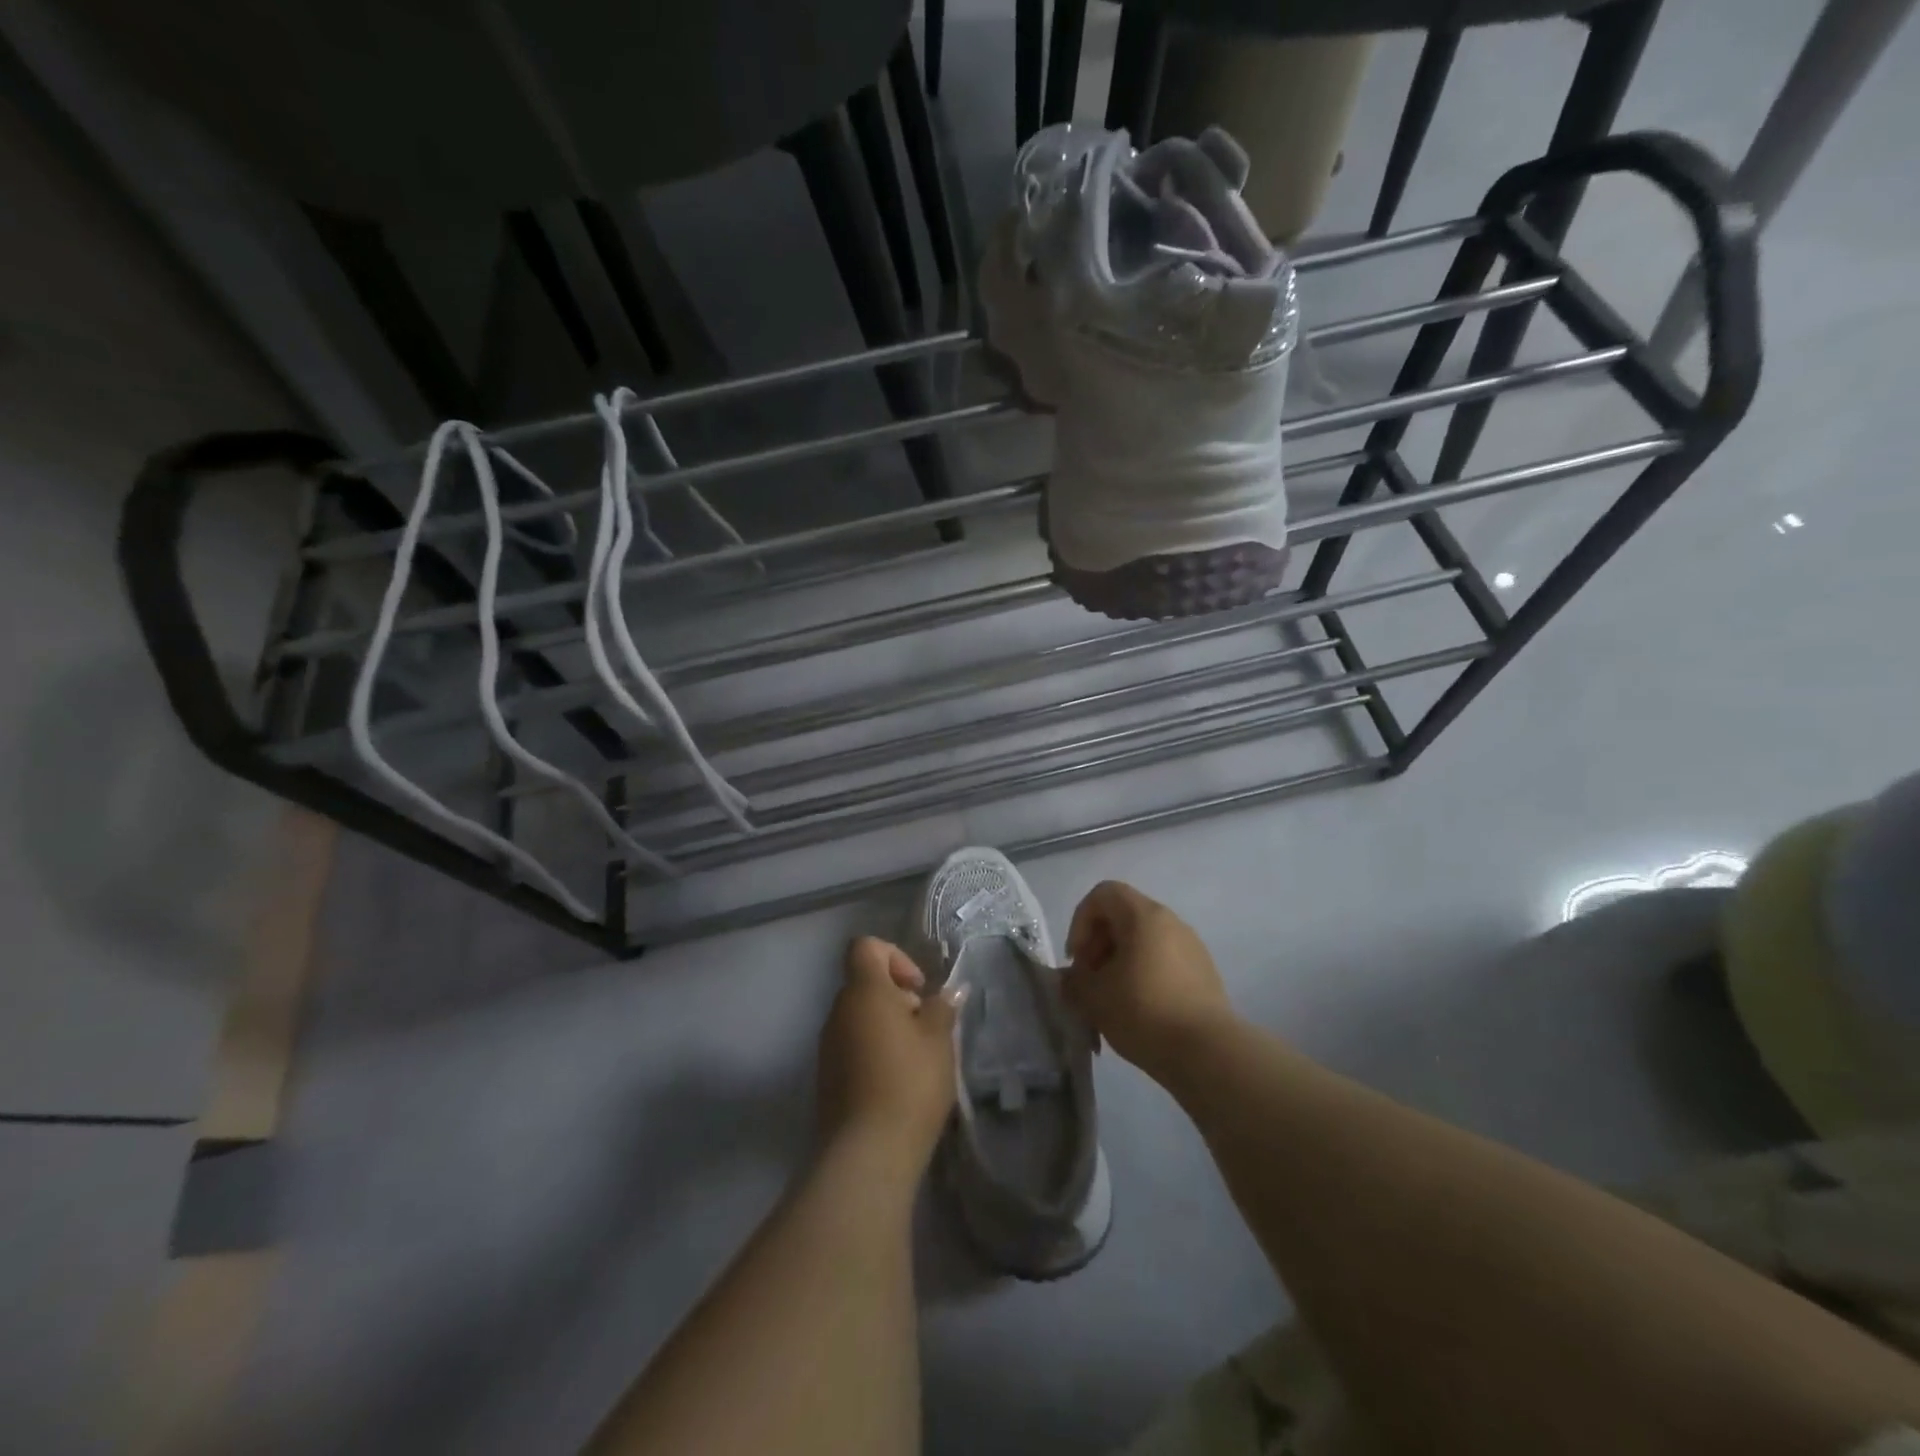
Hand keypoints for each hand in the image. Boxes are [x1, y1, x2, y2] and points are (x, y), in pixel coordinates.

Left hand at [815, 937, 962, 1178]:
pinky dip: (874, 1051)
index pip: (866, 947)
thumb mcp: (939, 1040)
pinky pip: (852, 1046)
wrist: (866, 1153)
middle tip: (926, 1027)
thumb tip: (949, 993)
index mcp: (863, 991)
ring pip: (859, 1017)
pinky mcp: (826, 1076)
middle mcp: (838, 1010)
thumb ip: (943, 1008)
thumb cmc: (909, 1083)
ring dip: (887, 1027)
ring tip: (917, 1059)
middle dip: (897, 997)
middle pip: (865, 984)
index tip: (918, 989)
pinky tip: (898, 1082)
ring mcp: (828, 1045)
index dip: (894, 957)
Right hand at [1063, 881, 1233, 1081]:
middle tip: (1091, 983)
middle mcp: (1171, 921)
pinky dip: (1144, 976)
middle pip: (1123, 917)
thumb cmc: (1144, 1012)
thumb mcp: (1093, 997)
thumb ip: (1073, 981)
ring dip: (1120, 963)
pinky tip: (1140, 1012)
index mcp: (1143, 916)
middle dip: (1099, 946)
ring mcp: (1192, 947)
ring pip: (1144, 941)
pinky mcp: (1205, 973)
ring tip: (1112, 1001)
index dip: (1080, 921)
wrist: (1208, 1053)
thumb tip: (1071, 978)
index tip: (1077, 959)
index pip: (1103, 894)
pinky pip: (1164, 961)